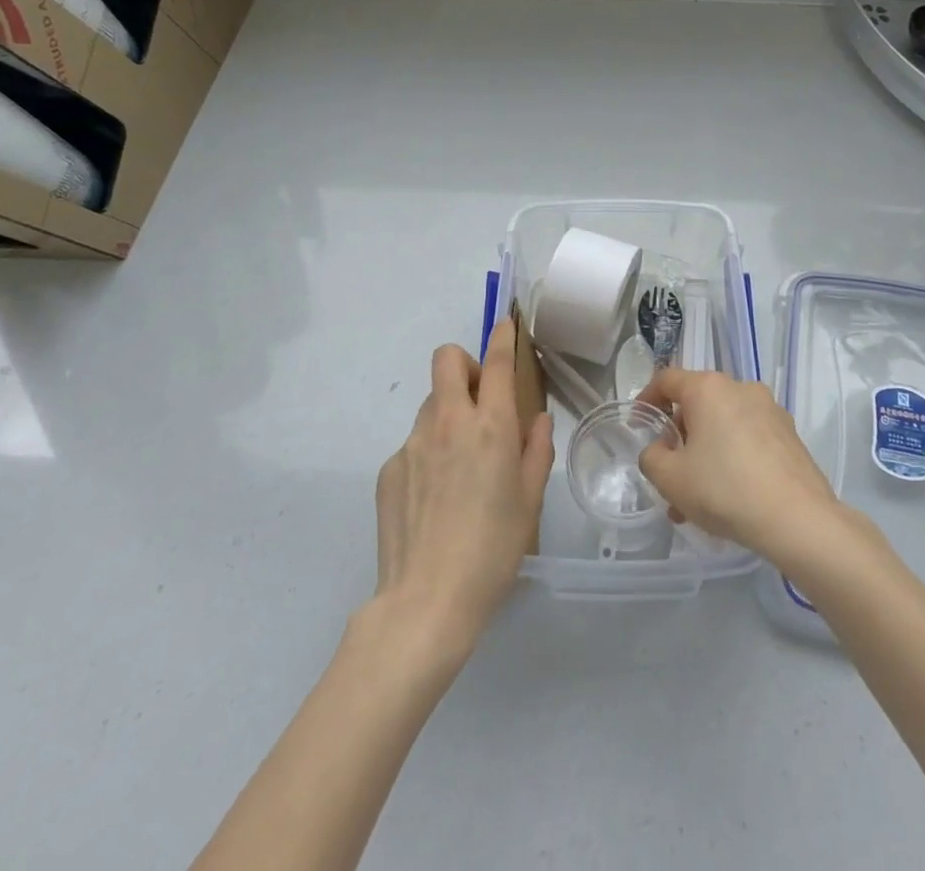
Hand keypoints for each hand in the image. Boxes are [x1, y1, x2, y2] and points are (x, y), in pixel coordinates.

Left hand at [374, 321, 553, 647]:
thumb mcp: (530, 500)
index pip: (496, 363)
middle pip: (447, 360)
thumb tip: (534, 422)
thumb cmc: (493, 549)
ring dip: (448, 414)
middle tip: (480, 401)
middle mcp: (449, 422)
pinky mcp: (388, 468)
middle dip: (465, 365)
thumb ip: (536, 450)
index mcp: (490, 426)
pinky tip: (434, 499)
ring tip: (459, 466)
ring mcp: (412, 443)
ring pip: (431, 404)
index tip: (505, 323)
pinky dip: (428, 454)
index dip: (502, 336)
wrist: (426, 601)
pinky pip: (414, 444)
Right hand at [636, 368, 839, 566]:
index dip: (647, 399)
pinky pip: (748, 440)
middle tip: (669, 476)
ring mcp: (770, 410)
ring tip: (696, 502)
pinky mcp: (789, 435)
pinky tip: (729, 499)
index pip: (667, 380)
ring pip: (724, 426)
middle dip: (679, 438)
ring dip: (705, 455)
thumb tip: (659, 450)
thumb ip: (651, 458)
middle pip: (698, 405)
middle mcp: (741, 388)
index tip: (638, 424)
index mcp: (708, 388)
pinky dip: (732, 459)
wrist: (798, 519)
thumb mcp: (670, 479)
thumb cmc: (725, 489)